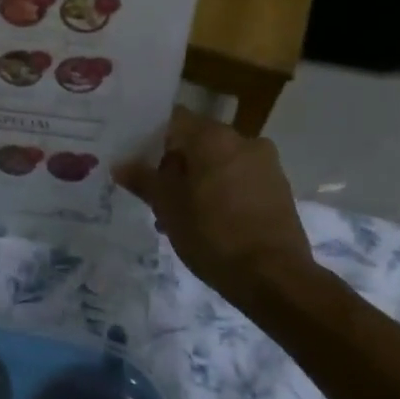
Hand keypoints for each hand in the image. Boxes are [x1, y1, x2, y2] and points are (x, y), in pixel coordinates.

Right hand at [115, 106, 313, 293]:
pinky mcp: (279, 190)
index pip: (174, 121)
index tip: (137, 162)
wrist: (274, 277)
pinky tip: (209, 224)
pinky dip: (221, 194)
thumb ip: (142, 179)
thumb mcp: (167, 206)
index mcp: (213, 136)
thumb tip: (120, 164)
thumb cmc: (212, 233)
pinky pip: (240, 181)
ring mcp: (266, 165)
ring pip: (218, 164)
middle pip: (197, 143)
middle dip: (175, 167)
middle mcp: (243, 140)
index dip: (151, 139)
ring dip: (197, 182)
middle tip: (156, 196)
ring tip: (179, 217)